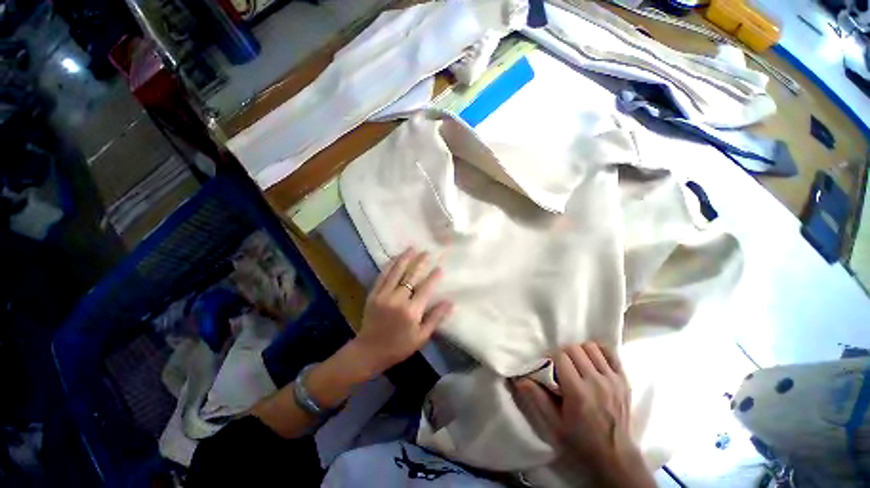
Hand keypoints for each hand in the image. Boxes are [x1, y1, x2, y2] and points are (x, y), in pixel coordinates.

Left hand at [352, 248, 452, 375]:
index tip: (439, 268)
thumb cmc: (398, 347)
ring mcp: (383, 295)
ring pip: (396, 272)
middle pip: (411, 276)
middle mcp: (397, 300)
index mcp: (411, 312)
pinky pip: (382, 276)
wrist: (368, 352)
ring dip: (405, 259)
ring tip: (412, 248)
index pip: (425, 289)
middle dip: (420, 262)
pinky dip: (389, 265)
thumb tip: (450, 302)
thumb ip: (435, 318)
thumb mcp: (421, 337)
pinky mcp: (373, 294)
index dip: (433, 277)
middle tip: (427, 252)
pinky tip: (395, 258)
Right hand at [514, 343, 653, 487]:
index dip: (550, 357)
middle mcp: (596, 382)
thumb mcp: (553, 425)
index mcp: (578, 392)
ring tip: (576, 365)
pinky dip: (599, 353)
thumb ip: (536, 398)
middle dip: (563, 353)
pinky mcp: (624, 381)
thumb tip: (519, 378)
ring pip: (591, 347)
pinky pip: (610, 354)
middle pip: (574, 348)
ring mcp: (613, 380)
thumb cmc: (580, 443)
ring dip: (580, 352)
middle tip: (560, 366)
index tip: (548, 367)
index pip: (560, 356)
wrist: (615, 460)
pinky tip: (592, 362)